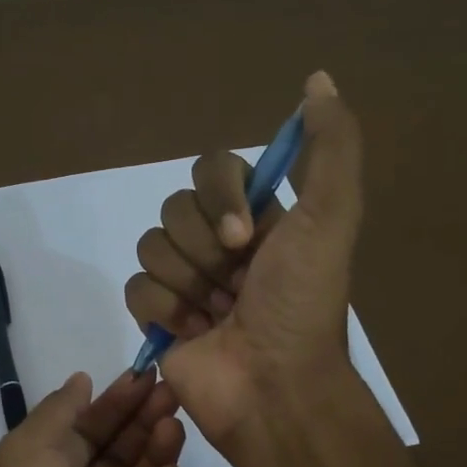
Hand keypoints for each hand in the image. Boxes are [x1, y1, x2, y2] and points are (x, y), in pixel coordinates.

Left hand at [0, 369, 186, 466]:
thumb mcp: (26, 455)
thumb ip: (57, 414)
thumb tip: (80, 381)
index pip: (80, 433)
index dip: (109, 404)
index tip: (143, 376)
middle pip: (112, 455)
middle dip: (138, 421)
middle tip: (171, 392)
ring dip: (155, 451)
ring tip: (175, 423)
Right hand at [124, 70, 363, 449]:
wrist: (274, 388)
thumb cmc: (301, 306)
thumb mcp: (331, 219)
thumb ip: (330, 148)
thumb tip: (318, 78)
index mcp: (259, 218)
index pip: (212, 169)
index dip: (220, 198)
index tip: (246, 238)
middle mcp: (220, 243)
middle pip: (175, 208)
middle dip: (206, 251)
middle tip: (236, 285)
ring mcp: (186, 281)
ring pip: (151, 246)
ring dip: (188, 284)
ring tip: (218, 315)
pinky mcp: (157, 317)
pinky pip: (135, 287)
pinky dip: (164, 311)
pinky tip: (193, 333)